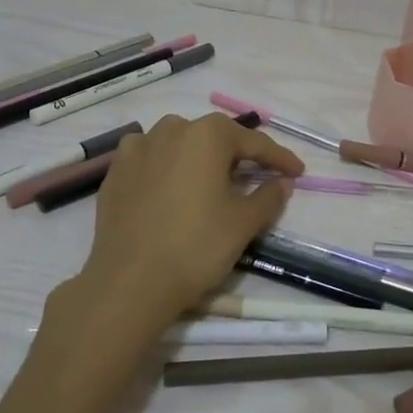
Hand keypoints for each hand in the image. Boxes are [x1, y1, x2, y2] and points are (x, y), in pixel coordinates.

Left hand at [40, 113, 305, 363]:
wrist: (130, 283)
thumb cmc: (196, 246)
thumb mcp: (244, 223)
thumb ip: (269, 196)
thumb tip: (282, 182)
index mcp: (207, 135)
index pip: (254, 142)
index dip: (280, 158)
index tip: (297, 172)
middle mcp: (171, 129)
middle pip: (214, 138)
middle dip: (237, 155)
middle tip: (256, 176)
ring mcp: (137, 148)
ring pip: (179, 144)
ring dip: (199, 158)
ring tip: (211, 181)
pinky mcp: (115, 172)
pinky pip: (150, 160)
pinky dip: (167, 168)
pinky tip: (172, 187)